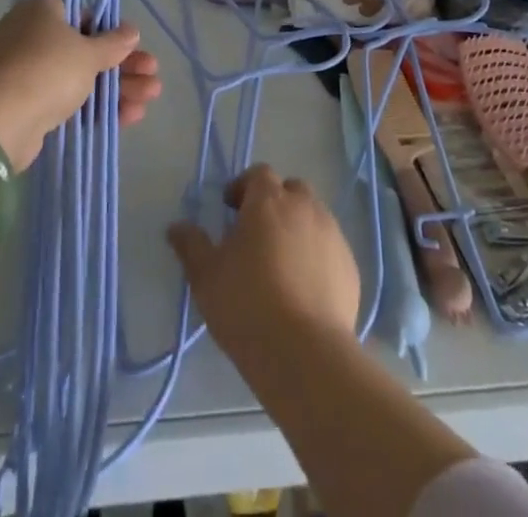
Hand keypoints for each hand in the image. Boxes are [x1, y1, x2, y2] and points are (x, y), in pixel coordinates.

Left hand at [0, 0, 159, 168]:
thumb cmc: (47, 70)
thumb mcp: (88, 52)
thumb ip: (113, 43)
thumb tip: (131, 30)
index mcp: (40, 11)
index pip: (83, 15)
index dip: (111, 33)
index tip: (134, 48)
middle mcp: (30, 37)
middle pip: (85, 49)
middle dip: (122, 65)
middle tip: (152, 76)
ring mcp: (25, 73)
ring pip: (79, 77)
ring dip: (117, 87)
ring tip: (150, 98)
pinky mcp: (25, 106)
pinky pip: (66, 100)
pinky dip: (95, 106)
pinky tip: (128, 116)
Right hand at [167, 165, 359, 359]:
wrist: (305, 353)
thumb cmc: (247, 305)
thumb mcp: (206, 276)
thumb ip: (191, 245)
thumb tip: (176, 226)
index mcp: (269, 200)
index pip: (258, 174)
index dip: (243, 187)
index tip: (230, 209)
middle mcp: (305, 207)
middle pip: (291, 190)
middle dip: (275, 203)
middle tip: (257, 233)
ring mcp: (332, 235)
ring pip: (313, 217)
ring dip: (297, 228)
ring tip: (281, 263)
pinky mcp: (350, 266)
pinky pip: (330, 249)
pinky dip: (317, 256)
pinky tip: (304, 288)